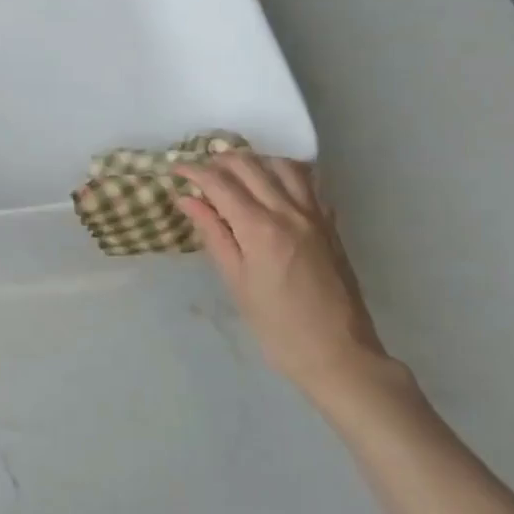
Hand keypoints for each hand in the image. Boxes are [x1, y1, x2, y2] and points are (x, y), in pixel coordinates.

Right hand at [176, 150, 414, 416]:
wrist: (337, 352)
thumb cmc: (276, 325)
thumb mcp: (236, 281)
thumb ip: (213, 233)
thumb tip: (187, 200)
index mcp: (260, 228)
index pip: (221, 184)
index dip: (195, 172)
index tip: (176, 170)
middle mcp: (290, 212)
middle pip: (251, 166)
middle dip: (220, 160)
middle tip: (199, 170)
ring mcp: (315, 215)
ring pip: (283, 166)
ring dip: (255, 161)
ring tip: (234, 172)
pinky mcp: (331, 224)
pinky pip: (309, 183)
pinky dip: (285, 173)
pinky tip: (273, 185)